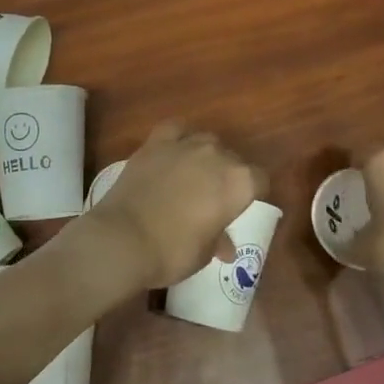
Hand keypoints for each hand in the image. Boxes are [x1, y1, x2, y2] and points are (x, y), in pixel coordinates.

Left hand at [86, 122, 260, 288]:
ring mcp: (185, 145)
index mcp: (239, 183)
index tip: (240, 208)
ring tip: (192, 175)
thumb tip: (226, 247)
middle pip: (233, 159)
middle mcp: (217, 156)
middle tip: (212, 198)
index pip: (259, 180)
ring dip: (205, 156)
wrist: (123, 239)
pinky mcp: (154, 143)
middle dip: (227, 176)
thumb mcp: (204, 253)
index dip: (252, 194)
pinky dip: (178, 138)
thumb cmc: (173, 251)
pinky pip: (175, 130)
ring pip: (206, 141)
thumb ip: (219, 241)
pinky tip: (173, 152)